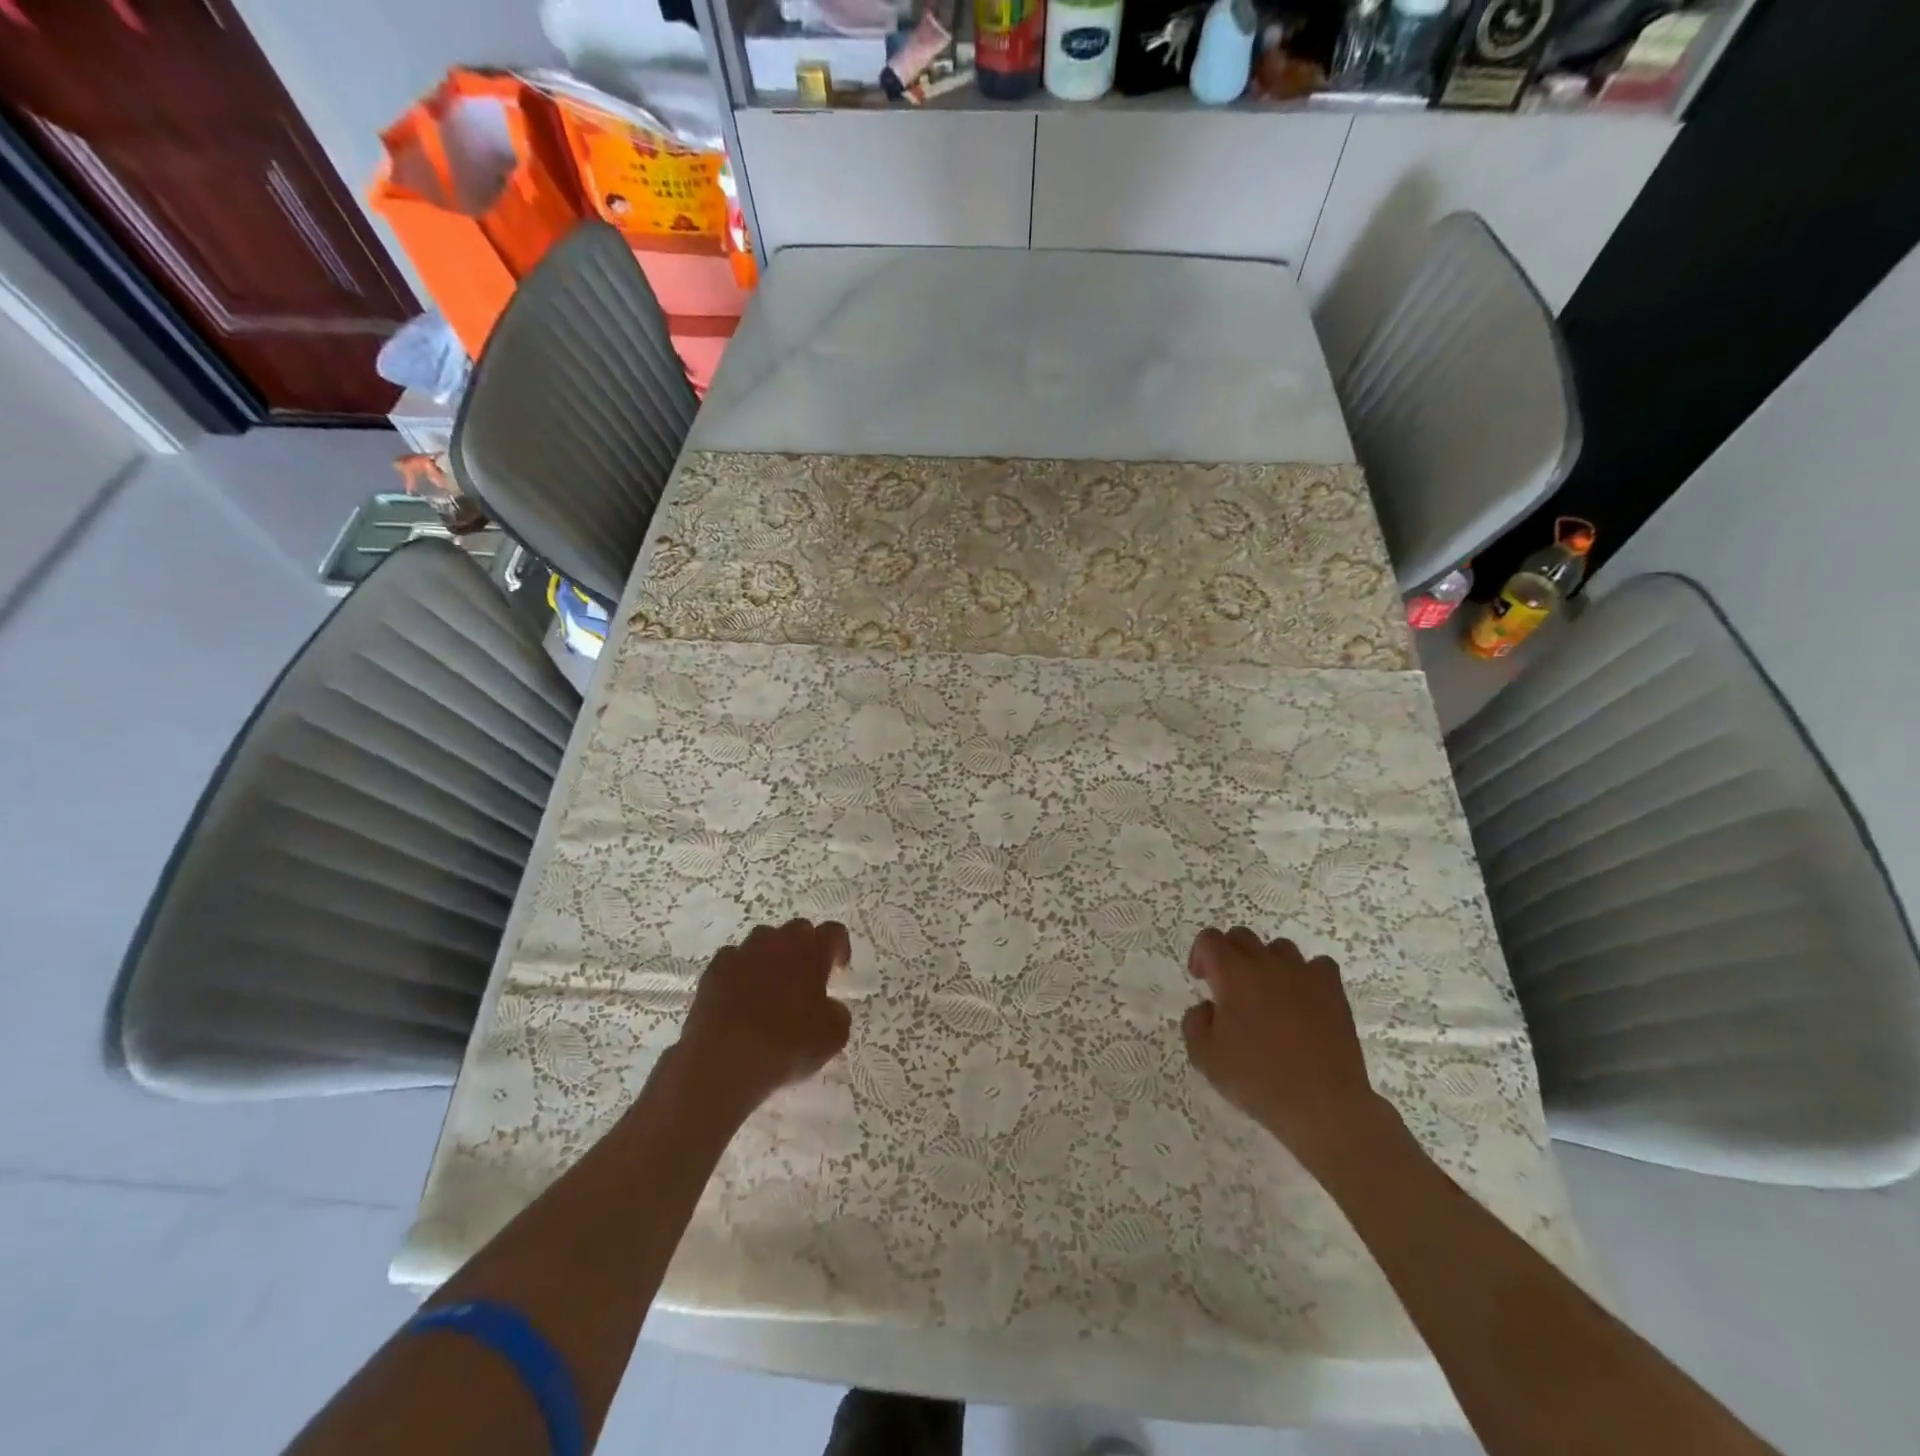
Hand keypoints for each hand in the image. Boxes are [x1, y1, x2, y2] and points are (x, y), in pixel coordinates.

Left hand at [675, 920, 852, 1113]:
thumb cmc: (787, 1044)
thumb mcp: (832, 1036)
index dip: (839, 946)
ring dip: (771, 955)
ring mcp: (742, 953)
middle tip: (806, 976)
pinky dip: (740, 970)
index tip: (838, 968)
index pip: (834, 931)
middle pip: (797, 929)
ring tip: (771, 983)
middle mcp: (778, 943)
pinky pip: (732, 959)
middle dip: (805, 947)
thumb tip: (829, 1007)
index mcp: (811, 952)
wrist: (726, 1060)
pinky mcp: (714, 970)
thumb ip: (837, 1012)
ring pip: (762, 939)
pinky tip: (740, 994)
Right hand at [1181, 928, 1397, 1170]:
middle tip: (1229, 989)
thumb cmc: (1258, 1079)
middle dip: (1229, 955)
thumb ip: (1194, 1022)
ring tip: (1268, 995)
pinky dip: (1306, 976)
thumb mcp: (1205, 1057)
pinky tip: (1303, 1000)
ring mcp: (1304, 974)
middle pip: (1242, 936)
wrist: (1323, 1105)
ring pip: (1278, 948)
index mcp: (1233, 973)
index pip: (1209, 939)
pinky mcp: (1333, 990)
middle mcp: (1267, 963)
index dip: (1200, 955)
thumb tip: (1207, 1007)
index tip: (1202, 982)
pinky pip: (1317, 966)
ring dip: (1266, 963)